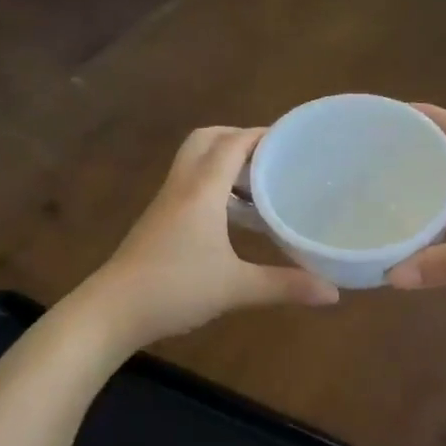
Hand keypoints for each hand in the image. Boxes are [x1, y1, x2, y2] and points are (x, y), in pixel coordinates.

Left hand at [77, 126, 338, 347]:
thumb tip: (333, 293)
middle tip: (272, 157)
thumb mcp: (236, 288)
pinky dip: (212, 185)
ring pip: (194, 162)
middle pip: (207, 140)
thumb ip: (285, 286)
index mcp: (202, 190)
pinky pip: (188, 185)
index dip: (262, 134)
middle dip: (239, 138)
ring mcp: (166, 203)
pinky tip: (231, 217)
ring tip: (259, 183)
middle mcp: (182, 186)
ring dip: (224, 162)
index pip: (233, 143)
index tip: (294, 139)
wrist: (112, 311)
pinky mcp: (158, 220)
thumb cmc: (175, 289)